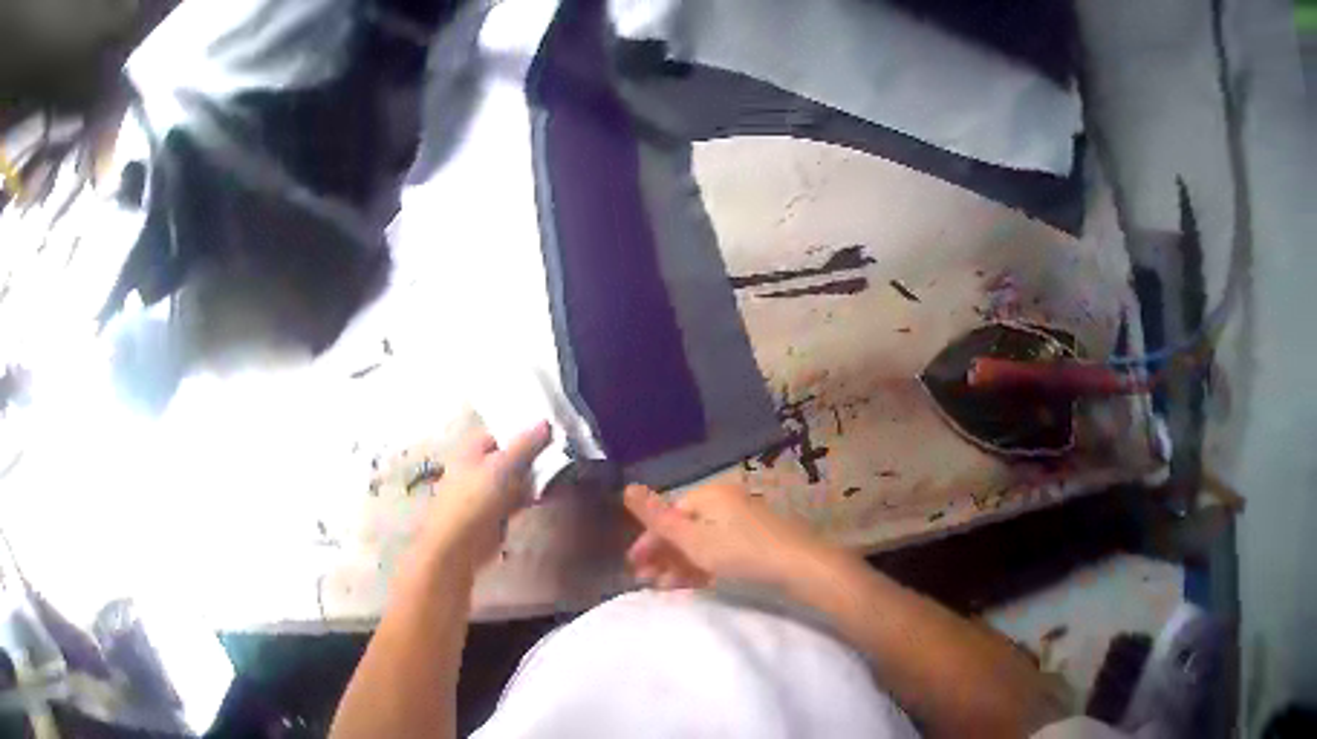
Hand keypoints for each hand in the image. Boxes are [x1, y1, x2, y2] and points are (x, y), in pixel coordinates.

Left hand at [414, 422, 551, 573]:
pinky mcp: (498, 511)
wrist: (459, 544)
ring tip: (565, 469)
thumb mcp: (502, 466)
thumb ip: (525, 444)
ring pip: (518, 477)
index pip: (501, 430)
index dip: (524, 428)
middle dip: (535, 453)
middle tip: (563, 449)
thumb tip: (544, 422)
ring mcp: (489, 490)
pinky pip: (520, 497)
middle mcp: (480, 465)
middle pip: (512, 454)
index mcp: (473, 448)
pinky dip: (534, 494)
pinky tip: (554, 492)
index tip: (551, 428)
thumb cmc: (475, 498)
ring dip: (537, 475)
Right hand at [623, 481, 828, 590]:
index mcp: (710, 496)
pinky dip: (702, 568)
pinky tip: (692, 586)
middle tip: (645, 582)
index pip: (669, 514)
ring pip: (702, 543)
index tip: (634, 567)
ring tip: (664, 589)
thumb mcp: (694, 540)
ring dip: (679, 565)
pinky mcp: (756, 543)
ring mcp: (743, 523)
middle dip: (663, 556)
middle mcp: (726, 504)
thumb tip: (627, 487)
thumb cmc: (742, 554)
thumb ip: (658, 518)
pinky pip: (720, 552)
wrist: (802, 570)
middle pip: (685, 528)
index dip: (649, 540)